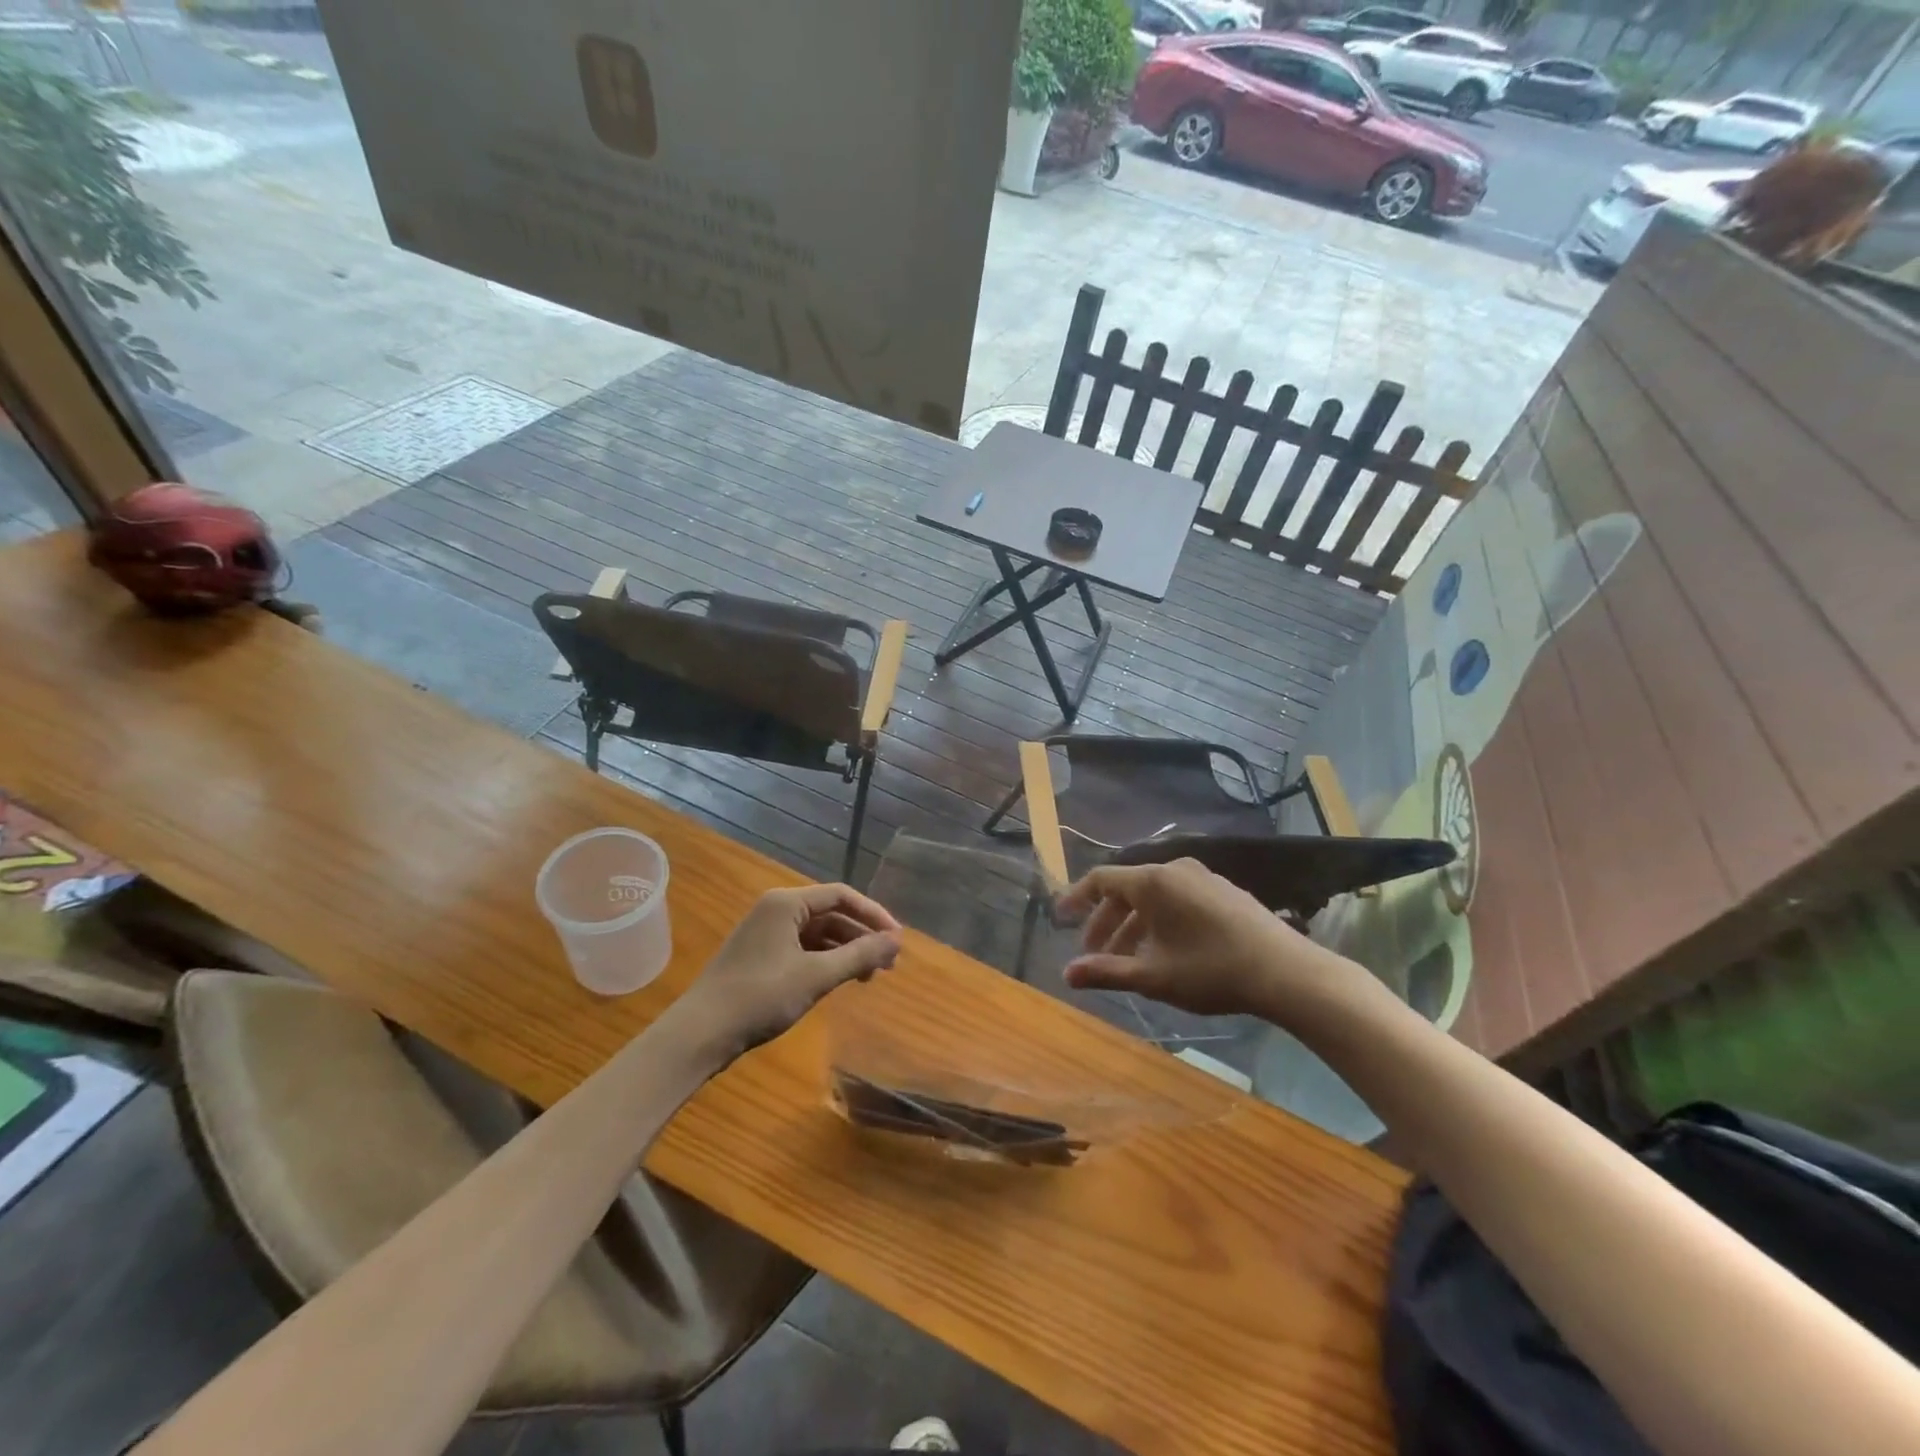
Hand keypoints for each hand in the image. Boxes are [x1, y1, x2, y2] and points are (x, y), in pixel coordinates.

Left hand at [676, 884, 902, 1059]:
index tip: (897, 939)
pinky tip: (840, 981)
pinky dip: (826, 961)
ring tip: (869, 977)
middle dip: (861, 936)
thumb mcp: (816, 976)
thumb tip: (897, 941)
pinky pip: (803, 948)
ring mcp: (766, 932)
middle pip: (831, 913)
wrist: (701, 1033)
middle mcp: (776, 909)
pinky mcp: (761, 955)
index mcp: (786, 903)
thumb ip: (859, 955)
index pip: (841, 895)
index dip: (873, 914)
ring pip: (818, 933)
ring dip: (846, 951)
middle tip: (888, 963)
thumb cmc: (760, 997)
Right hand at [1059, 859, 1347, 1018]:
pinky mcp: (1224, 891)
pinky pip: (1178, 898)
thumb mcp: (1153, 977)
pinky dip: (1160, 921)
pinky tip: (1165, 951)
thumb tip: (1066, 974)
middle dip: (1106, 922)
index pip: (1101, 879)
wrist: (1286, 972)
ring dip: (1134, 925)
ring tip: (1129, 961)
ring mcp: (1203, 878)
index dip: (1076, 898)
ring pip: (1154, 897)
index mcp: (1152, 882)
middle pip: (1127, 889)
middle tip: (1095, 953)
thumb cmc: (1211, 971)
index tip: (1060, 919)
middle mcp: (1174, 869)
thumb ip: (1106, 972)